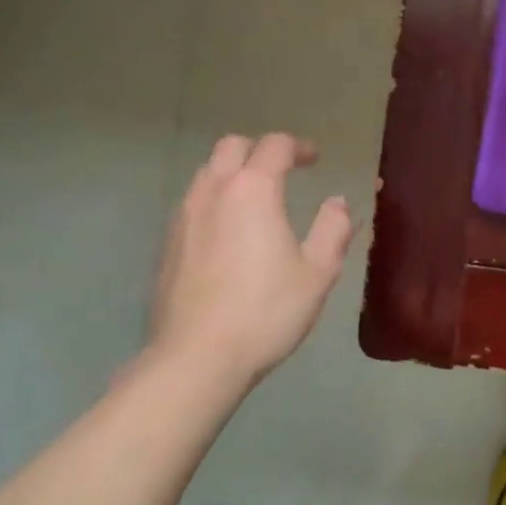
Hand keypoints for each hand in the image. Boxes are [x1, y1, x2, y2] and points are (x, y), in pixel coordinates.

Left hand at [145, 133, 355, 388]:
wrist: (196, 359)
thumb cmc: (266, 311)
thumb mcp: (318, 272)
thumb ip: (334, 228)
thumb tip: (338, 203)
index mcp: (253, 190)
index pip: (275, 146)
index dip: (299, 147)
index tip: (315, 159)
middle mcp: (213, 192)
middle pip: (232, 147)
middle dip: (260, 150)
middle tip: (284, 170)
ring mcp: (184, 217)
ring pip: (207, 173)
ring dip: (233, 173)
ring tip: (256, 199)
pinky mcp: (167, 245)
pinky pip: (193, 203)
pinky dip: (215, 200)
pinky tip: (229, 233)